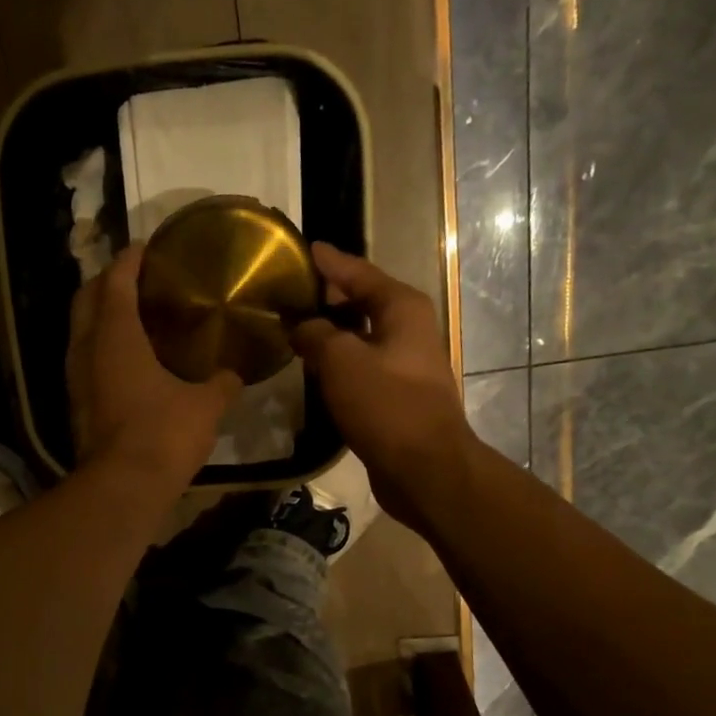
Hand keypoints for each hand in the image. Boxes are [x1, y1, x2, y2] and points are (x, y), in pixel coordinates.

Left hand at [67, 245, 241, 494]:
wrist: (124, 487)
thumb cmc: (164, 434)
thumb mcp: (205, 406)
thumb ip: (222, 384)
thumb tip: (235, 374)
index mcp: (116, 335)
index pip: (116, 281)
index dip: (129, 260)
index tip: (145, 248)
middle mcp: (87, 349)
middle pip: (87, 299)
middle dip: (106, 282)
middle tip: (134, 278)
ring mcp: (76, 378)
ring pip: (80, 331)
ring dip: (99, 316)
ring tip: (130, 314)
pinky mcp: (77, 404)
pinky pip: (85, 360)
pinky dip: (100, 347)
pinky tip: (125, 358)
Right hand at [291, 243, 471, 528]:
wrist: (423, 467)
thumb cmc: (386, 404)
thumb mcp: (341, 361)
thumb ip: (315, 334)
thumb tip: (300, 326)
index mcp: (401, 308)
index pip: (359, 272)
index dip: (330, 262)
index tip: (306, 248)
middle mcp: (408, 329)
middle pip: (362, 302)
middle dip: (328, 297)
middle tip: (291, 291)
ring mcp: (405, 364)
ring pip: (360, 338)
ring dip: (331, 333)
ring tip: (294, 328)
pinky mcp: (397, 396)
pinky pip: (361, 367)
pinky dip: (338, 364)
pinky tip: (314, 369)